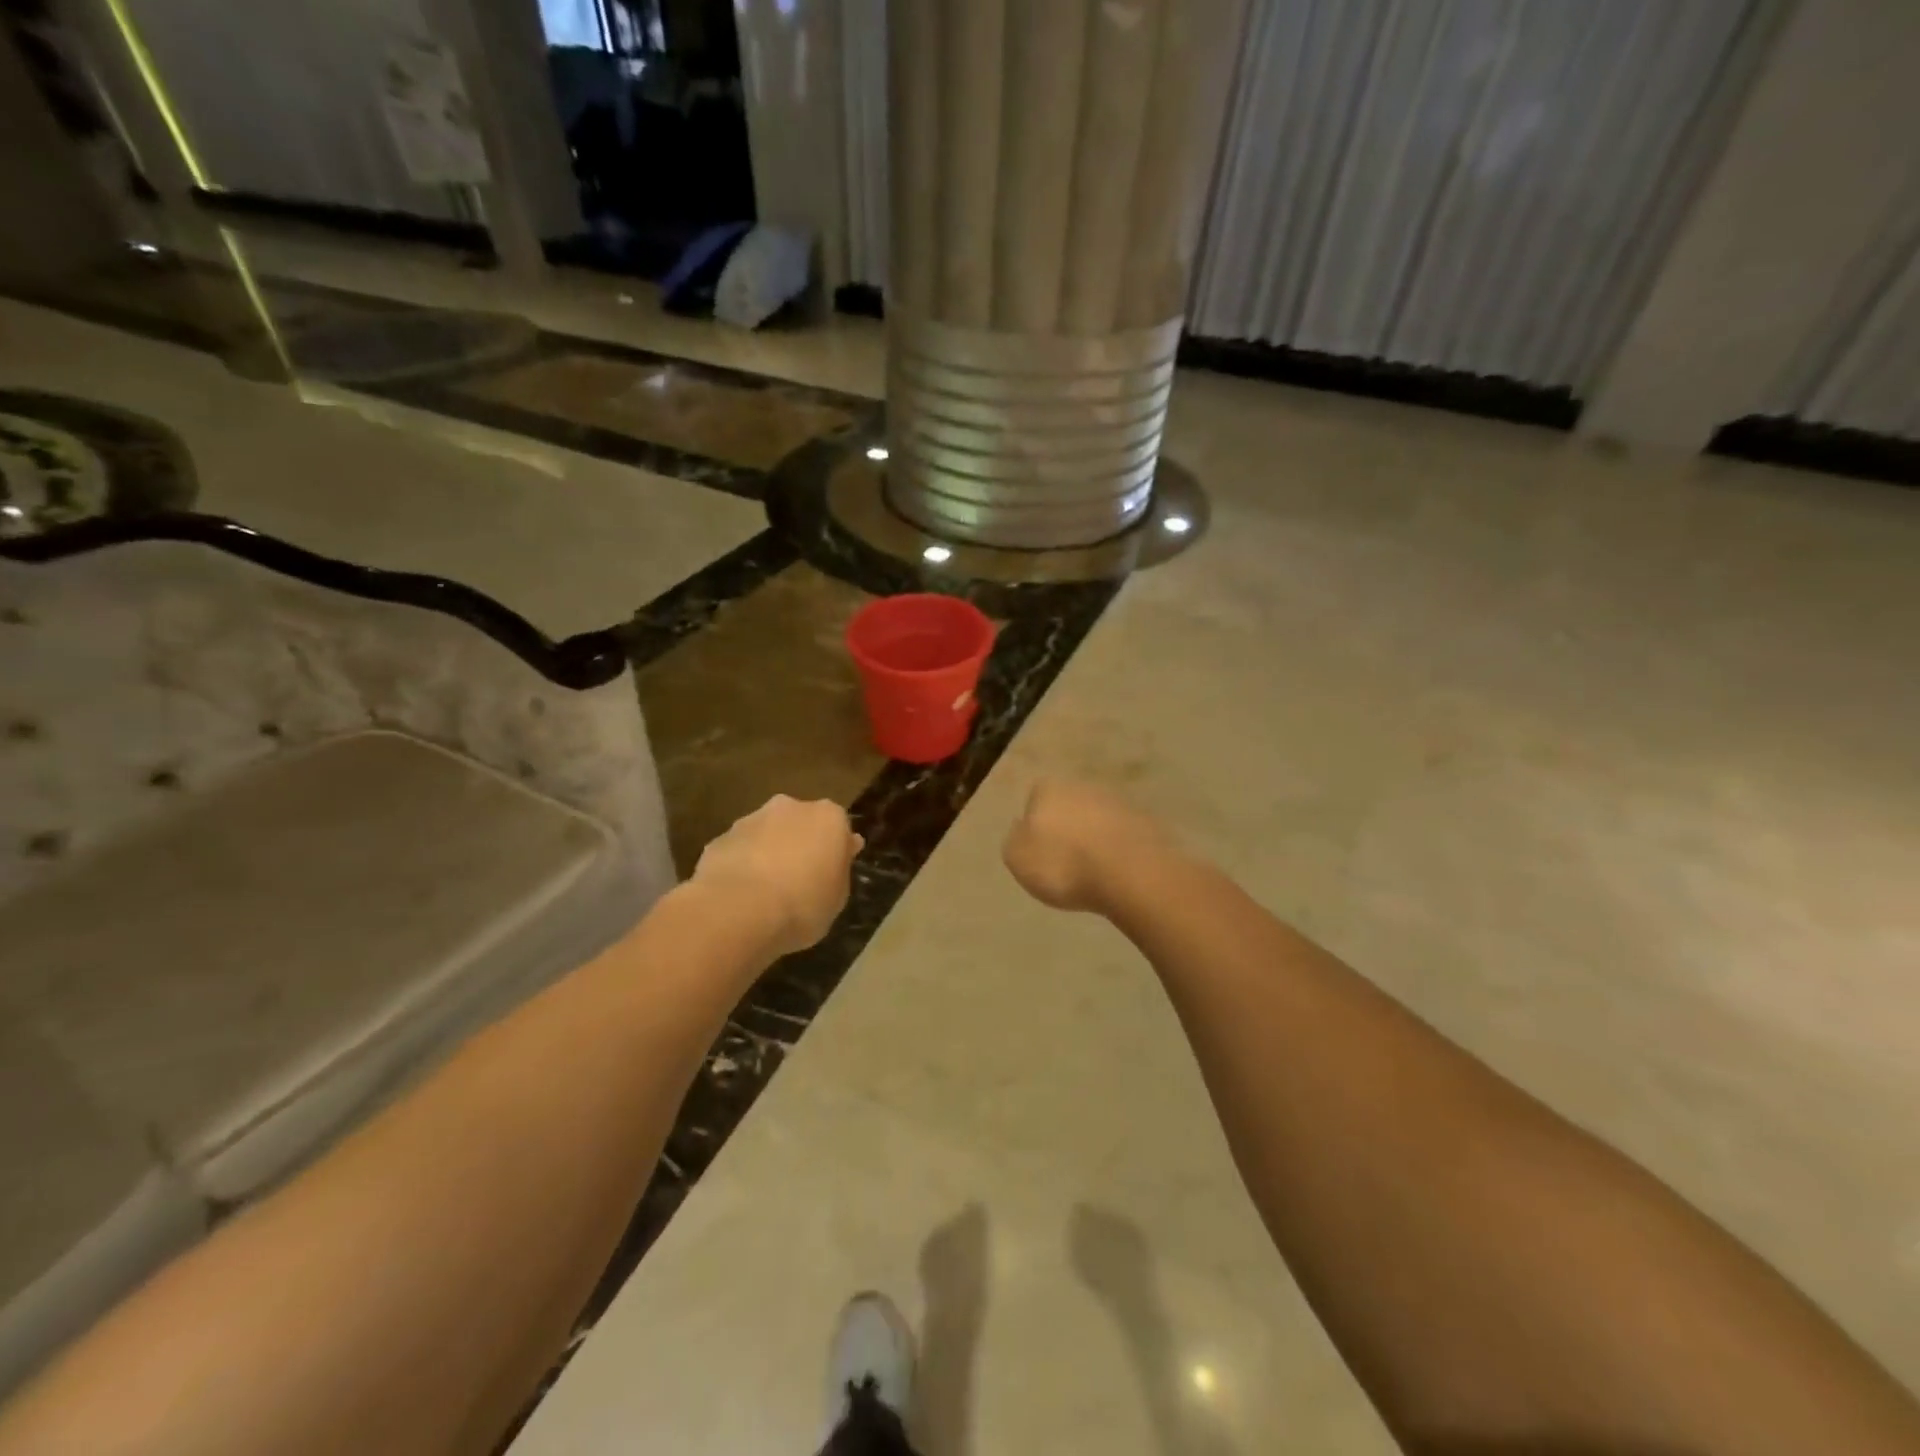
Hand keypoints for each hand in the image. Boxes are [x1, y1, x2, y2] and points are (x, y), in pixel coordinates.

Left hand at [691, 795, 862, 955]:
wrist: (738, 910)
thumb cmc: (802, 905)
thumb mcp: (837, 898)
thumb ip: (839, 870)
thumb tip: (843, 851)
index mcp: (828, 818)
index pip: (839, 827)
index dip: (835, 850)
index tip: (832, 873)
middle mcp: (791, 807)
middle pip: (800, 823)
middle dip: (800, 844)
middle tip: (800, 880)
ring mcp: (751, 819)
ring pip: (766, 833)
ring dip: (768, 853)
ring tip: (766, 892)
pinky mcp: (720, 838)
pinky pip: (739, 850)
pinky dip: (741, 865)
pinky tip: (740, 895)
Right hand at [1002, 779, 1170, 914]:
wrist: (1131, 875)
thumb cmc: (1064, 865)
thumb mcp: (1018, 858)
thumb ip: (1015, 839)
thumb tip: (1022, 827)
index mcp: (1049, 789)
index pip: (1035, 798)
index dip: (1035, 823)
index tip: (1039, 849)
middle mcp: (1084, 786)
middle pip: (1069, 805)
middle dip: (1067, 827)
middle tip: (1065, 860)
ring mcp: (1120, 802)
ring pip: (1099, 818)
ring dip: (1095, 838)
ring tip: (1093, 871)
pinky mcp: (1148, 823)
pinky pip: (1124, 836)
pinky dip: (1119, 850)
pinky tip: (1117, 873)